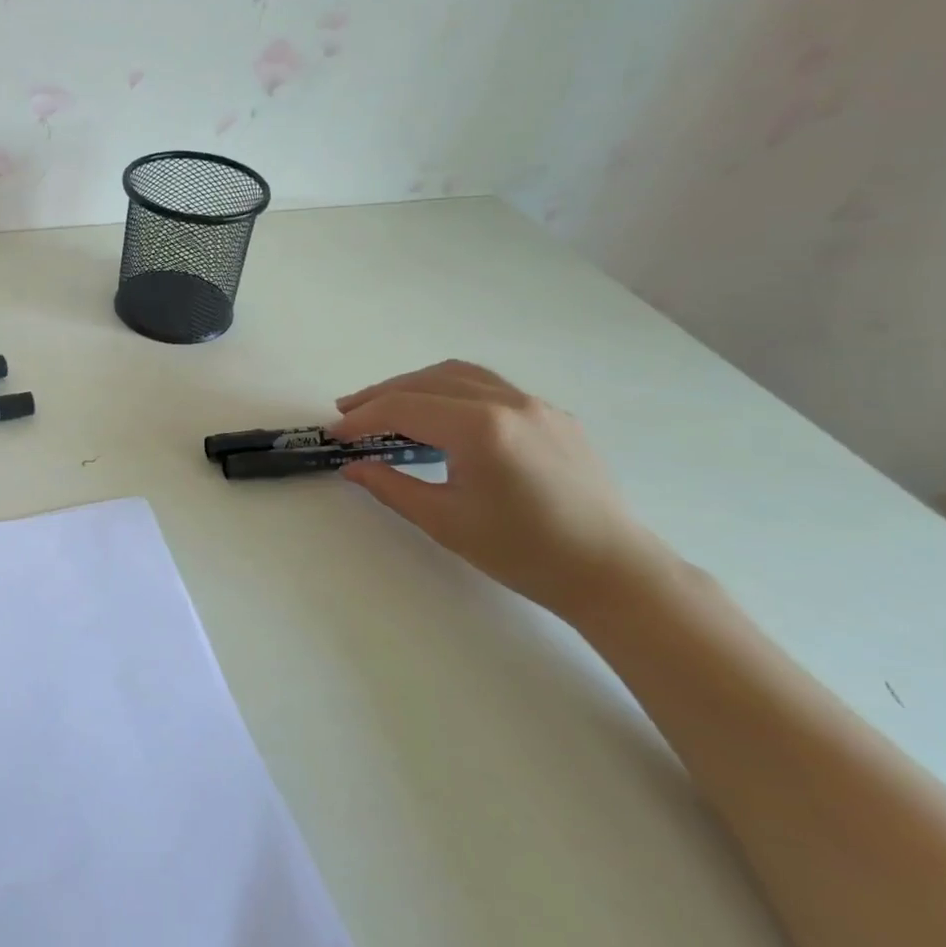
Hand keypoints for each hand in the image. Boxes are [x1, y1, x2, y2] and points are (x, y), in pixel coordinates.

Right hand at [330, 360, 672, 619]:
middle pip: (427, 381)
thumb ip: (391, 486)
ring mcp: (535, 404)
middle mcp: (508, 402)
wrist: (611, 572)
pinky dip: (451, 390)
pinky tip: (440, 415)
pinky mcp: (553, 415)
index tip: (334, 434)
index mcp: (480, 428)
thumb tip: (353, 466)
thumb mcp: (444, 521)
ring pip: (459, 375)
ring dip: (415, 385)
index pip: (403, 407)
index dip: (362, 418)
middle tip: (348, 414)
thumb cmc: (523, 552)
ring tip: (387, 405)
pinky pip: (490, 386)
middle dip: (382, 395)